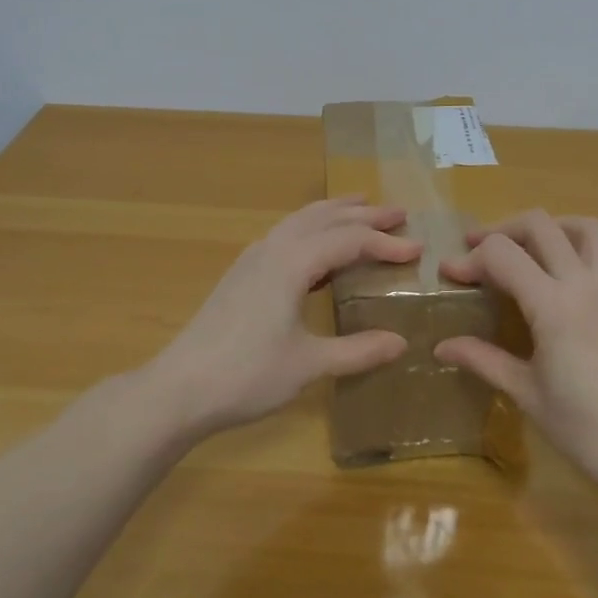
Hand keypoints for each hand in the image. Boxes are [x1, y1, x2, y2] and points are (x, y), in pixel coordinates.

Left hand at [146, 197, 419, 438]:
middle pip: (324, 218)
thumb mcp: (309, 365)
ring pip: (300, 221)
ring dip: (334, 213)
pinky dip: (312, 228)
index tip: (417, 248)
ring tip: (361, 208)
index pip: (348, 240)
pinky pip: (285, 234)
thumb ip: (357, 351)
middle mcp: (273, 248)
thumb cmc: (247, 375)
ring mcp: (252, 258)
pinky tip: (318, 248)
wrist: (180, 388)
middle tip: (398, 213)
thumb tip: (401, 343)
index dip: (384, 242)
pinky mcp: (241, 273)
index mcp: (292, 263)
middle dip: (363, 213)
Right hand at [435, 212, 597, 498]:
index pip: (502, 254)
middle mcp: (585, 285)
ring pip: (584, 229)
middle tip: (477, 248)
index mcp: (554, 306)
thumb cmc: (587, 432)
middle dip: (502, 228)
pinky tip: (562, 295)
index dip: (470, 258)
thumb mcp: (527, 395)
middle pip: (540, 224)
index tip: (449, 274)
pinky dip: (574, 258)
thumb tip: (440, 346)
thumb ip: (483, 360)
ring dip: (549, 228)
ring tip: (525, 250)